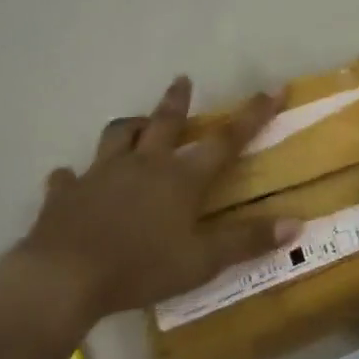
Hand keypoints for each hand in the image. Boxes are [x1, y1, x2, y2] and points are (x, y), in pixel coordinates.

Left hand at [14, 77, 302, 330]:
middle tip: (182, 80)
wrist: (62, 278)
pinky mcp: (65, 194)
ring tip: (137, 125)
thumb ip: (247, 241)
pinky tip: (70, 180)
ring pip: (117, 137)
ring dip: (130, 127)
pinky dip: (72, 177)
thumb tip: (296, 224)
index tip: (273, 89)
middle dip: (177, 101)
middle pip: (164, 123)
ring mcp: (100, 175)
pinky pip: (68, 178)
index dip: (252, 115)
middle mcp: (143, 165)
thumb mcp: (201, 262)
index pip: (226, 140)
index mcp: (180, 178)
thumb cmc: (140, 268)